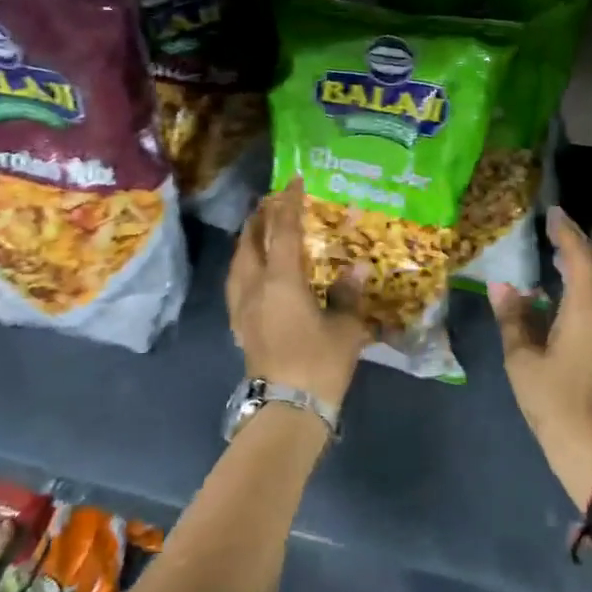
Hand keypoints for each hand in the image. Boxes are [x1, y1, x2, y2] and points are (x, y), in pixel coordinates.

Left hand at [227, 179, 371, 410]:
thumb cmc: (319, 364)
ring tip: (258, 230)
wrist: (287, 411)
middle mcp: (255, 287)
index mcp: (281, 281)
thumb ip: (347, 295)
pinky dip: (244, 266)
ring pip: (238, 263)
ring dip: (247, 241)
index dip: (289, 203)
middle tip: (273, 203)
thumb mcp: (345, 328)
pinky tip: (253, 272)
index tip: (294, 181)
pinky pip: (236, 284)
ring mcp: (242, 309)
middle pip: (250, 243)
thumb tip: (355, 268)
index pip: (282, 231)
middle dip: (260, 218)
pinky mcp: (240, 327)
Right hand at [489, 206, 591, 509]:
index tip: (554, 212)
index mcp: (586, 311)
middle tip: (553, 228)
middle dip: (576, 246)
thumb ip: (513, 319)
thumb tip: (502, 286)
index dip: (566, 233)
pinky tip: (565, 294)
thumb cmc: (555, 403)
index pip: (579, 258)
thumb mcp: (523, 361)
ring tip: (557, 254)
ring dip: (581, 267)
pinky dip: (583, 288)